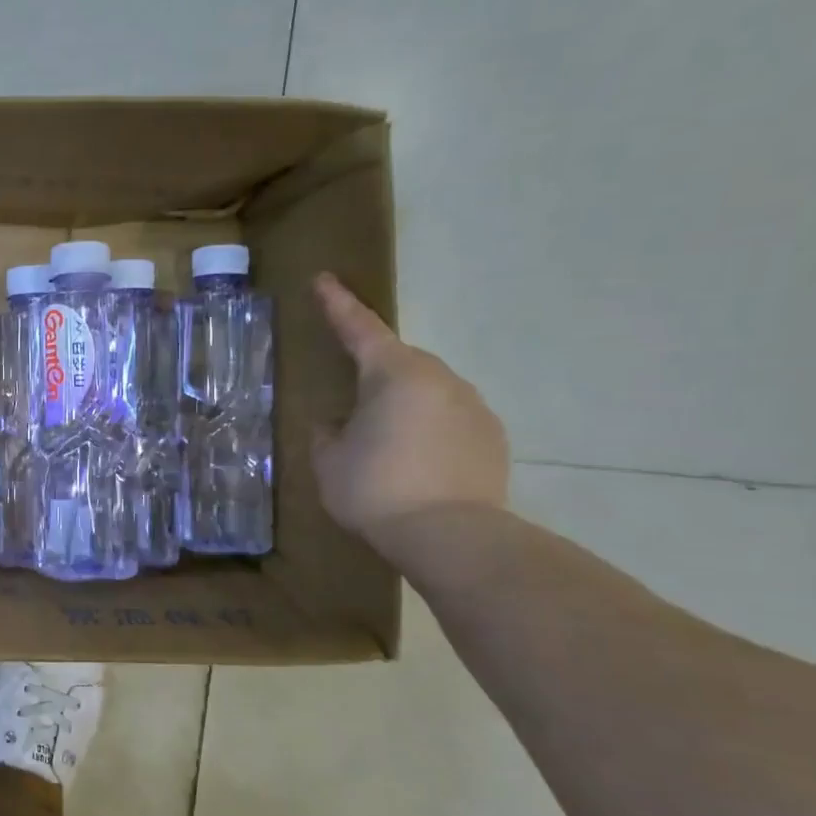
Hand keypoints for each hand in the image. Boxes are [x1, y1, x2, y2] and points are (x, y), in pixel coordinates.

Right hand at [310, 272, 508, 551]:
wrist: (452, 536)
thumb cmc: (376, 488)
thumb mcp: (329, 460)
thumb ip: (329, 432)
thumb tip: (339, 423)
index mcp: (394, 374)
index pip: (360, 329)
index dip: (338, 305)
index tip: (324, 279)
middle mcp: (440, 379)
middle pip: (398, 361)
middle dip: (372, 369)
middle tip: (349, 396)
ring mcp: (473, 407)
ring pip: (426, 391)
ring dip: (400, 403)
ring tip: (380, 439)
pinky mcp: (491, 438)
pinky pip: (448, 418)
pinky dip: (426, 428)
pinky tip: (411, 459)